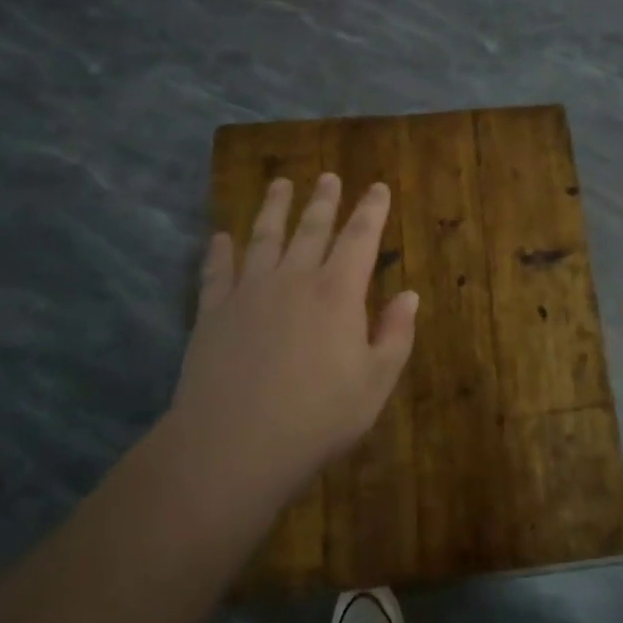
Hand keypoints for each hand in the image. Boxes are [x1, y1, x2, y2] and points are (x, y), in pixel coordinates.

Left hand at [170, 174, 418, 500]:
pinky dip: (218, 252)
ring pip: (263, 238)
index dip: (371, 210)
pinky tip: (219, 237)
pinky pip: (216, 272)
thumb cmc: (317, 417)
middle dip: (323, 201)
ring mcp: (249, 293)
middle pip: (311, 229)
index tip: (377, 187)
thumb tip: (409, 294)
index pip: (360, 238)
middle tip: (328, 177)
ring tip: (279, 184)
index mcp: (337, 293)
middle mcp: (294, 279)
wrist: (234, 445)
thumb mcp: (375, 382)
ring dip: (273, 208)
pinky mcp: (213, 313)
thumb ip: (395, 334)